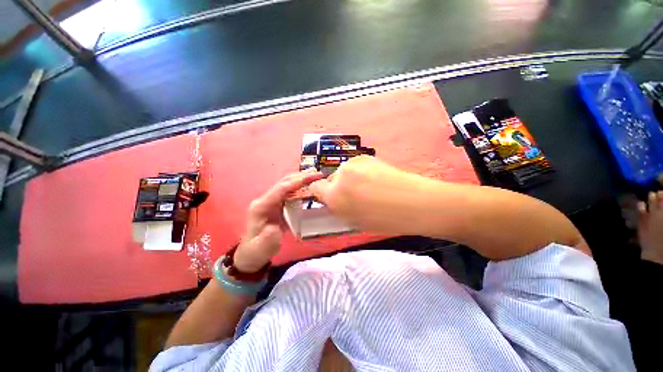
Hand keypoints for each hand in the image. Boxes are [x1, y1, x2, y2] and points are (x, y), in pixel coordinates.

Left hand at [233, 170, 323, 272]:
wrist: (252, 254)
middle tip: (317, 174)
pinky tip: (310, 186)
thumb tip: (275, 227)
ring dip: (301, 179)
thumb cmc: (257, 251)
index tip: (312, 177)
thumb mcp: (261, 248)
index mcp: (261, 207)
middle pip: (284, 183)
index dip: (296, 182)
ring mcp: (272, 202)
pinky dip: (301, 188)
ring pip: (288, 185)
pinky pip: (290, 193)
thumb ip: (267, 239)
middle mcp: (266, 200)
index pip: (280, 189)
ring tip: (316, 176)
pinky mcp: (278, 205)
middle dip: (301, 177)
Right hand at [308, 156, 423, 233]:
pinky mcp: (365, 156)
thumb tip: (333, 201)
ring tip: (367, 186)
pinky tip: (374, 178)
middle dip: (337, 187)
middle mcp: (340, 177)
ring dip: (349, 178)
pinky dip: (359, 171)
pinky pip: (355, 166)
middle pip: (330, 179)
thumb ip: (338, 209)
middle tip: (353, 195)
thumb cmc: (384, 220)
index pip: (315, 188)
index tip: (328, 197)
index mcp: (335, 197)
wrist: (414, 202)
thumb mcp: (355, 222)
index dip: (320, 193)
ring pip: (343, 171)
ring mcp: (353, 164)